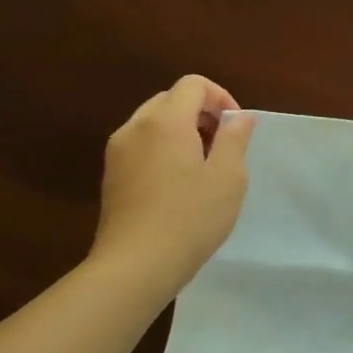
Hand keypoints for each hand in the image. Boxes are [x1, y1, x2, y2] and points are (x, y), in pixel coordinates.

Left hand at [92, 75, 255, 284]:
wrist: (134, 267)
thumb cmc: (190, 217)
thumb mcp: (228, 176)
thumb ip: (235, 138)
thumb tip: (240, 118)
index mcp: (164, 122)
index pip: (193, 85)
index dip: (221, 97)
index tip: (235, 128)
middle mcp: (135, 129)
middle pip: (171, 99)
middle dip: (201, 113)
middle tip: (223, 145)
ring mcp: (118, 154)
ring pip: (154, 122)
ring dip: (183, 131)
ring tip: (204, 165)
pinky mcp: (111, 177)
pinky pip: (142, 145)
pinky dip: (164, 149)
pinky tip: (180, 184)